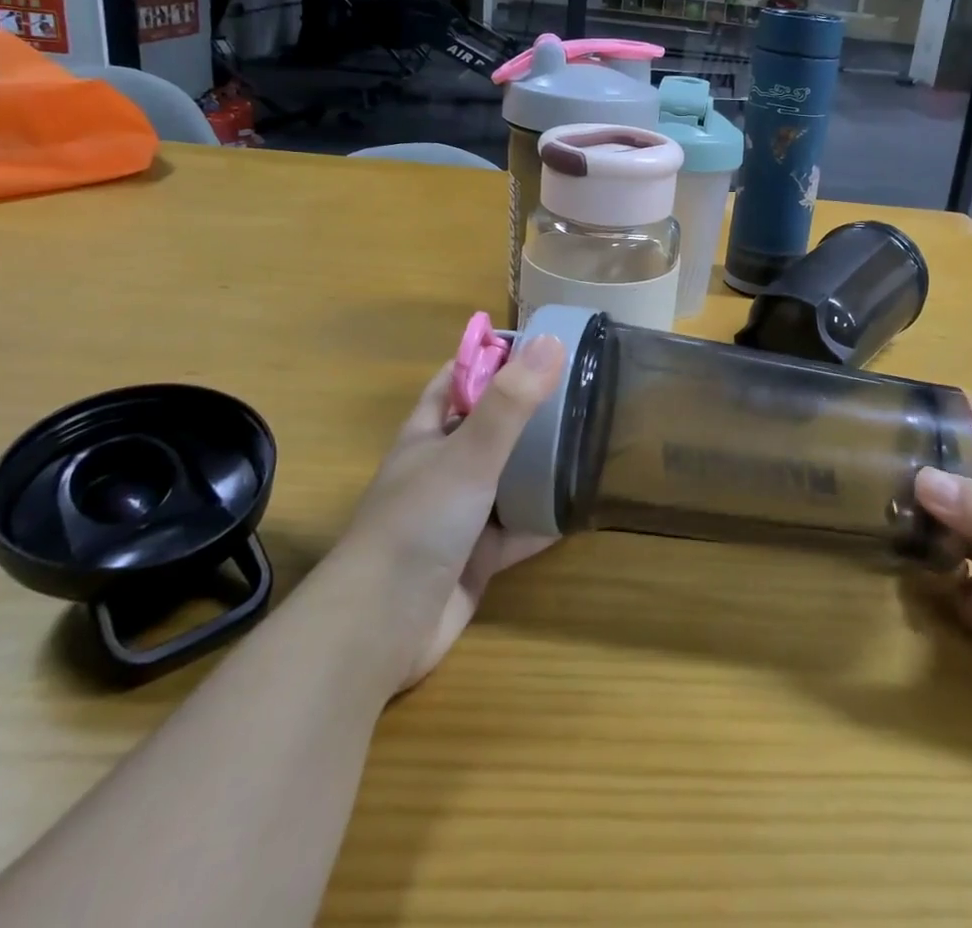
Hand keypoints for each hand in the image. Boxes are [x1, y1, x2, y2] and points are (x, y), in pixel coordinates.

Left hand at [337, 335, 565, 694]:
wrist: (380, 629)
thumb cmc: (419, 523)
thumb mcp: (468, 454)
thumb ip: (510, 402)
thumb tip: (552, 342)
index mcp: (428, 434)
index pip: (458, 378)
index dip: (493, 358)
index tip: (542, 345)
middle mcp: (442, 469)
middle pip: (489, 427)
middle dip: (529, 410)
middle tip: (583, 390)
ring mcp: (459, 515)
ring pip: (507, 478)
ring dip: (541, 464)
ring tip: (591, 439)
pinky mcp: (477, 559)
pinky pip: (519, 528)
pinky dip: (546, 517)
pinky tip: (583, 506)